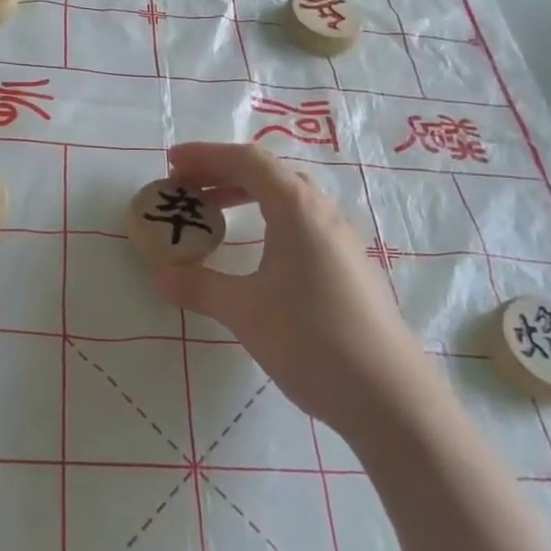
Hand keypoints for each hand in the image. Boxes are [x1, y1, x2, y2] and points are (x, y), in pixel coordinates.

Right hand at [155, 143, 425, 435]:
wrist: (389, 395)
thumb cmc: (311, 339)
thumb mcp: (244, 311)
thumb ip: (199, 288)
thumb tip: (162, 276)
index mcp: (297, 208)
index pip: (247, 160)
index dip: (205, 156)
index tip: (170, 165)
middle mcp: (322, 213)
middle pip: (268, 173)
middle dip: (222, 173)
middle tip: (185, 189)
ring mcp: (341, 240)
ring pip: (288, 199)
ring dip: (246, 196)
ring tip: (213, 215)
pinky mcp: (350, 267)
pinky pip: (302, 224)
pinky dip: (268, 221)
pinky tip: (256, 254)